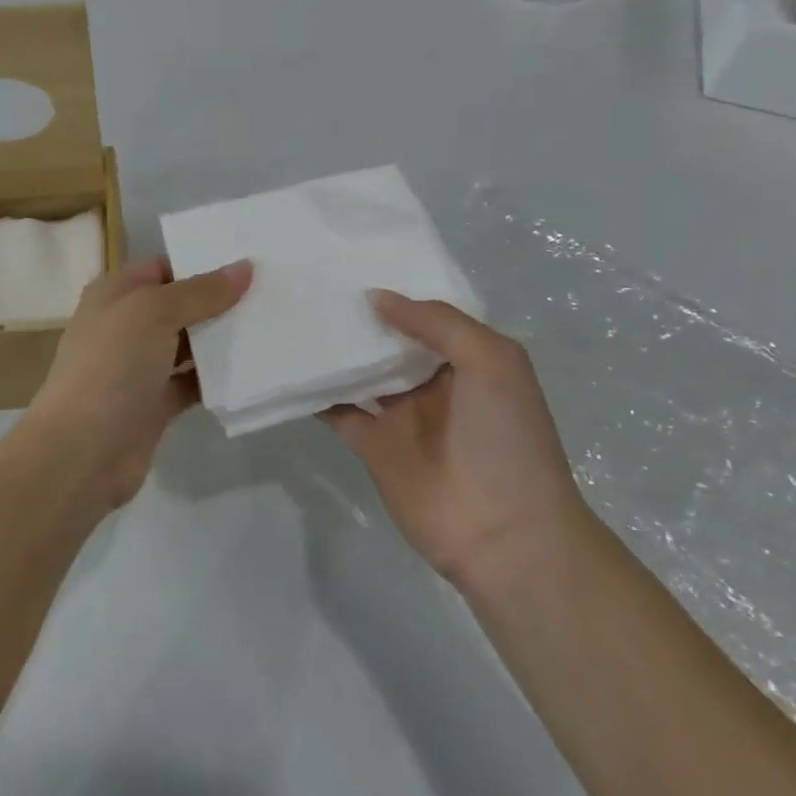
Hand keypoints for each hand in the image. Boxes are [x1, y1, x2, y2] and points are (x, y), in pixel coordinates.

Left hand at [22, 255, 253, 508]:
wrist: (82, 451)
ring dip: (221, 339)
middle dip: (219, 300)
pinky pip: (192, 382)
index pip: (163, 267)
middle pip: (180, 305)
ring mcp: (140, 367)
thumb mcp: (154, 313)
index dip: (201, 262)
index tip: (249, 259)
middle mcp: (126, 325)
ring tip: (272, 325)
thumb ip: (201, 291)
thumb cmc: (111, 366)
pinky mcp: (155, 404)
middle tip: (272, 291)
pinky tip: (253, 369)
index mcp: (115, 294)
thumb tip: (245, 267)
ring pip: (188, 344)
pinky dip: (216, 378)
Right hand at [324, 291, 586, 588]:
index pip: (427, 313)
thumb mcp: (492, 361)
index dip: (397, 289)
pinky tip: (289, 365)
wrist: (503, 533)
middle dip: (359, 315)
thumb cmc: (506, 438)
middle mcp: (432, 381)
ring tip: (295, 314)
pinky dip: (315, 392)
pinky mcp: (371, 445)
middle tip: (312, 281)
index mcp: (468, 358)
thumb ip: (436, 322)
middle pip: (388, 339)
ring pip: (360, 371)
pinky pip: (337, 411)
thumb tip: (376, 297)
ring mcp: (400, 415)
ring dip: (334, 349)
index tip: (354, 262)